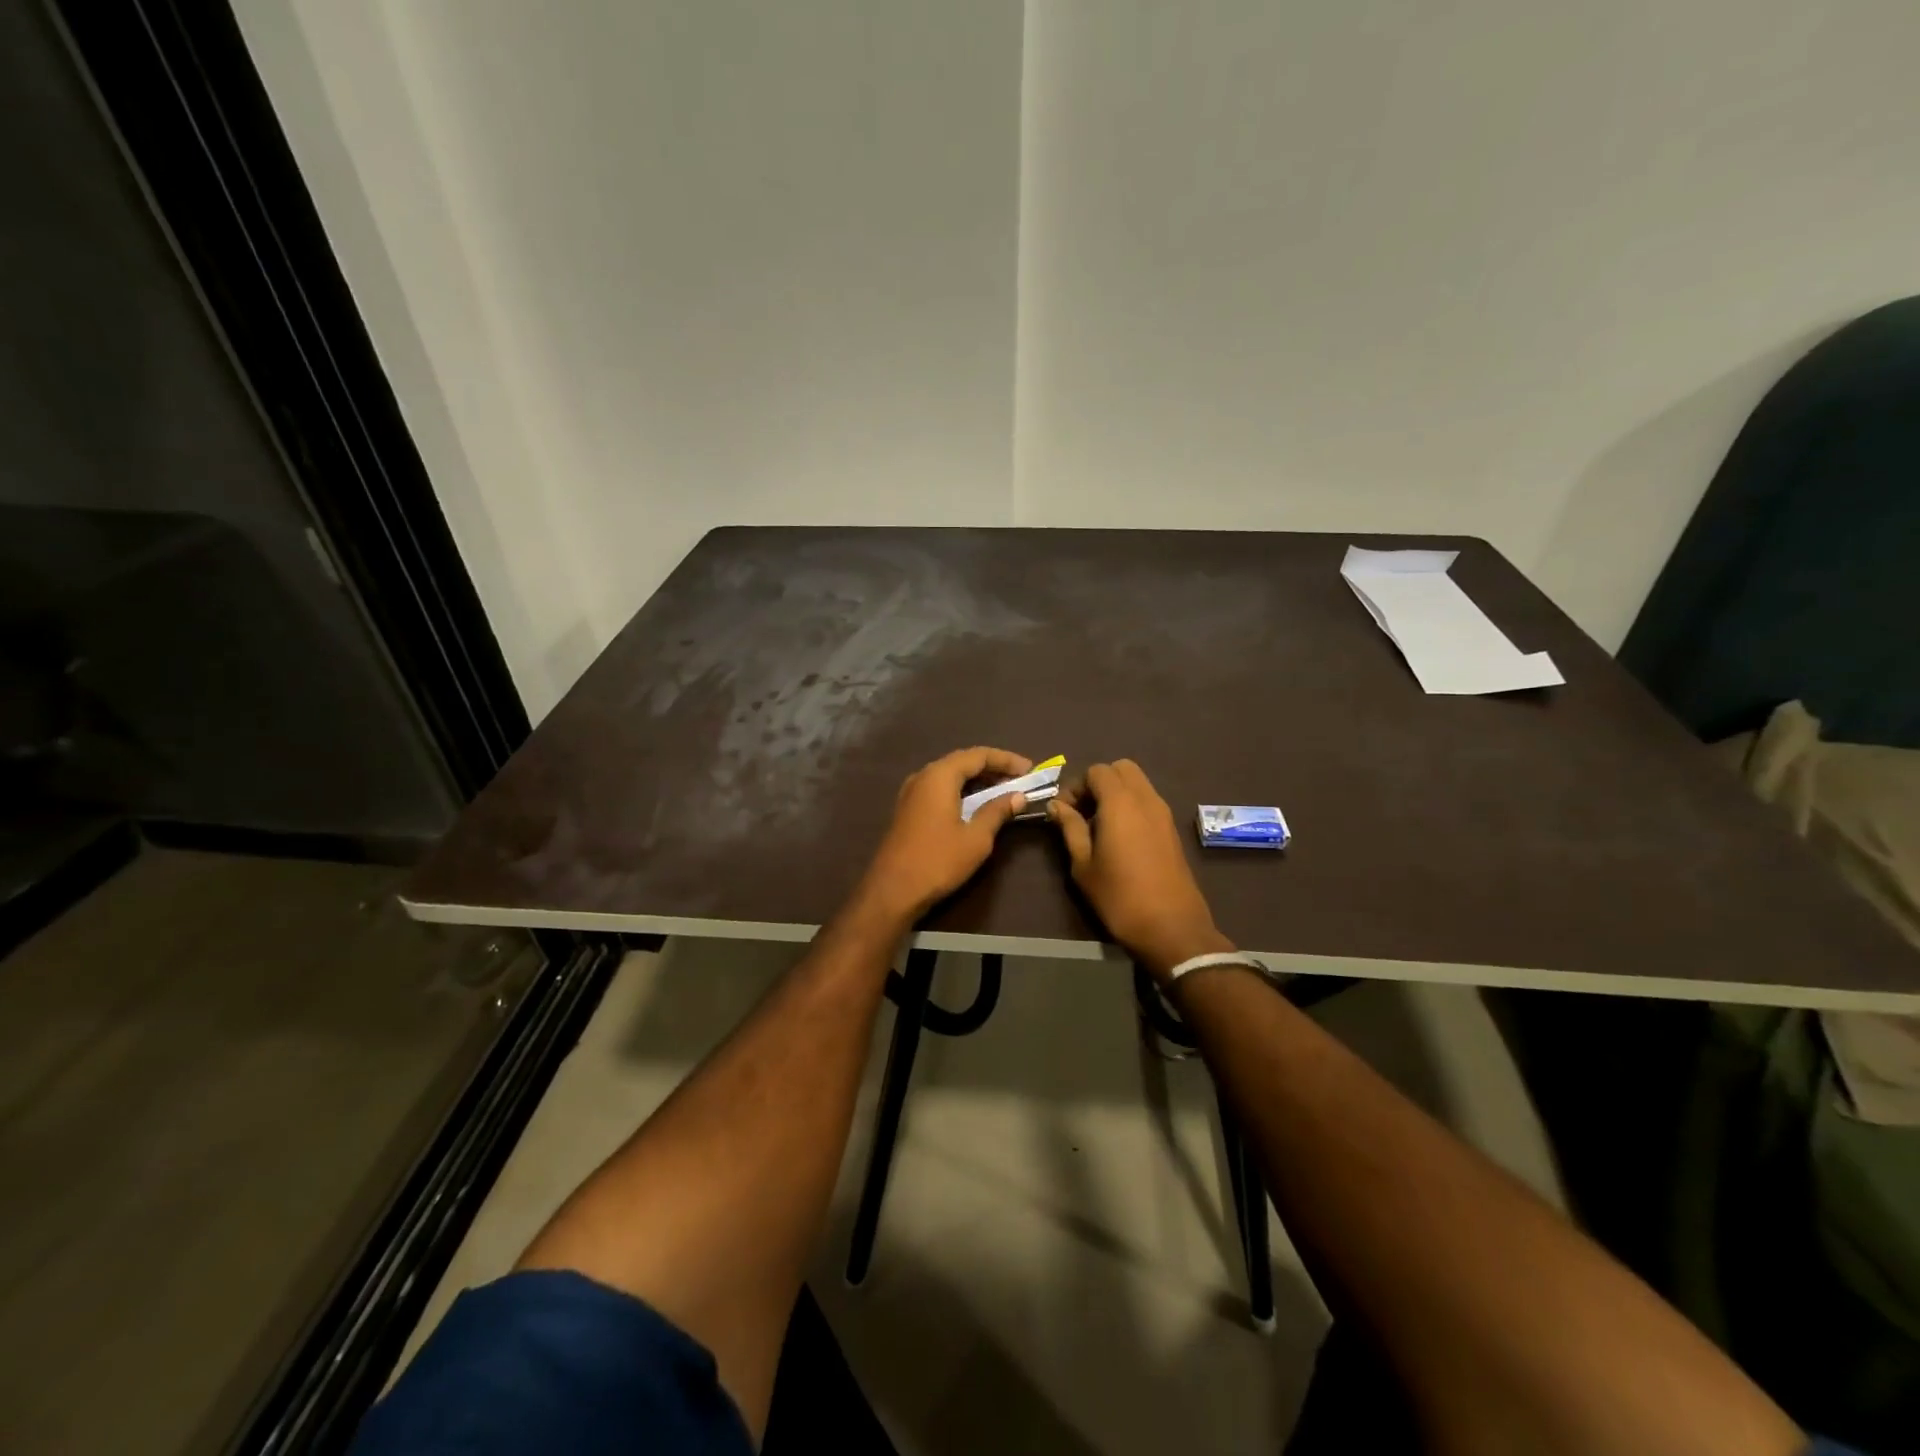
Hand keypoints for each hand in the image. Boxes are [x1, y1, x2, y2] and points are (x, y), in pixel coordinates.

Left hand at [854, 746, 1033, 921]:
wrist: (892, 890)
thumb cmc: (938, 861)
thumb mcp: (976, 838)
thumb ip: (997, 811)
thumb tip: (1017, 796)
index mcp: (939, 775)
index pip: (978, 755)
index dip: (1006, 760)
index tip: (1030, 770)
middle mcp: (923, 776)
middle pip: (962, 762)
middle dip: (993, 768)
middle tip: (1019, 780)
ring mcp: (912, 792)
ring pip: (950, 775)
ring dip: (977, 780)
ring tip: (1003, 791)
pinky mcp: (908, 809)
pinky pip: (939, 789)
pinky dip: (961, 791)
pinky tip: (975, 805)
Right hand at [1049, 760, 1229, 979]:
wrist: (1171, 927)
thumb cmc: (1119, 897)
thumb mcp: (1083, 864)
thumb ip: (1070, 828)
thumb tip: (1057, 805)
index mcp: (1120, 803)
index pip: (1097, 771)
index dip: (1076, 786)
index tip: (1064, 812)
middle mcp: (1145, 799)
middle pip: (1121, 768)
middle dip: (1098, 782)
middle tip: (1083, 811)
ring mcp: (1163, 813)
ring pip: (1138, 783)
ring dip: (1116, 793)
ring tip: (1099, 825)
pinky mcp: (1172, 829)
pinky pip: (1148, 801)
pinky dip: (1131, 805)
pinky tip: (1120, 836)